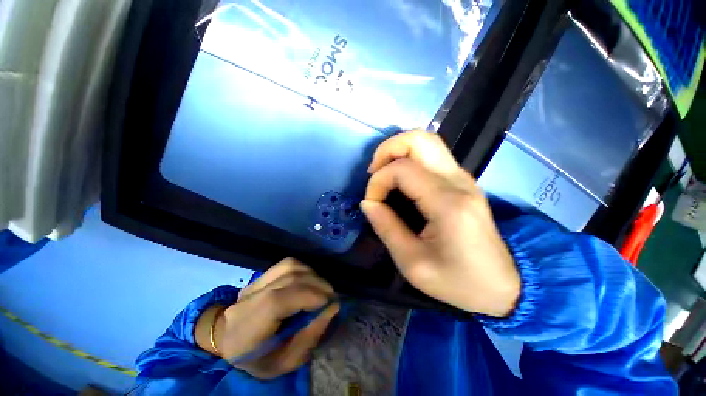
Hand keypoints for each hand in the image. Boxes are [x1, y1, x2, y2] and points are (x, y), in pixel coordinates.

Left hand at [195, 258, 338, 378]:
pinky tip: (310, 282)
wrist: (231, 342)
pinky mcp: (261, 275)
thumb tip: (332, 307)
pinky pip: (288, 264)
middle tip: (331, 297)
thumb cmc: (258, 359)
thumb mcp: (285, 363)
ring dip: (312, 275)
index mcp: (245, 329)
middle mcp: (247, 299)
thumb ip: (309, 336)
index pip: (275, 302)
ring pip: (290, 266)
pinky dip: (305, 270)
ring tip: (322, 289)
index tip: (329, 303)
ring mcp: (254, 282)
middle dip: (317, 285)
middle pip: (287, 278)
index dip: (307, 297)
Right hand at [361, 130, 519, 316]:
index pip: (403, 169)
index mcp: (447, 203)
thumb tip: (367, 203)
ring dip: (397, 151)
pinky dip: (408, 159)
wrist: (503, 286)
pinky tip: (398, 179)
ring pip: (427, 141)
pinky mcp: (462, 182)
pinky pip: (431, 156)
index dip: (378, 181)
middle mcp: (458, 181)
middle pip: (420, 139)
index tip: (372, 203)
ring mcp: (463, 178)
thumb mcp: (413, 263)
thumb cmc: (458, 282)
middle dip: (387, 149)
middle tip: (373, 172)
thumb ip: (386, 228)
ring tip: (383, 174)